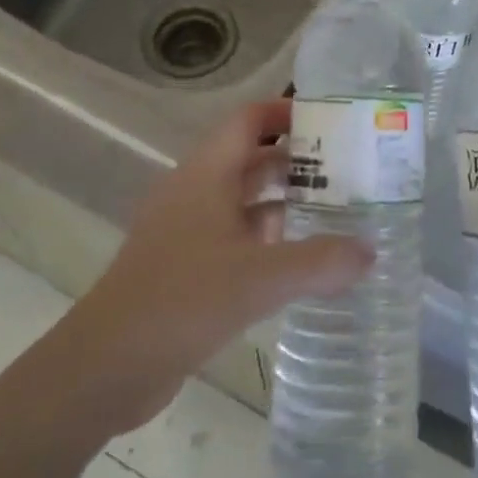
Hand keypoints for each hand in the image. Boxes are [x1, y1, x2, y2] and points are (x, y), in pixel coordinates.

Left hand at [67, 100, 372, 434]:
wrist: (106, 365)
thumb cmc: (182, 300)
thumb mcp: (259, 278)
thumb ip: (320, 262)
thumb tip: (371, 250)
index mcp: (207, 173)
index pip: (248, 120)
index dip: (286, 113)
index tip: (331, 122)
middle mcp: (195, 191)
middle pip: (250, 158)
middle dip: (296, 161)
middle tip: (348, 171)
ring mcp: (187, 230)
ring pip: (243, 200)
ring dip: (284, 202)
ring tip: (335, 212)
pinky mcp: (185, 266)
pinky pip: (234, 237)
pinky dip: (266, 240)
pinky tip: (299, 261)